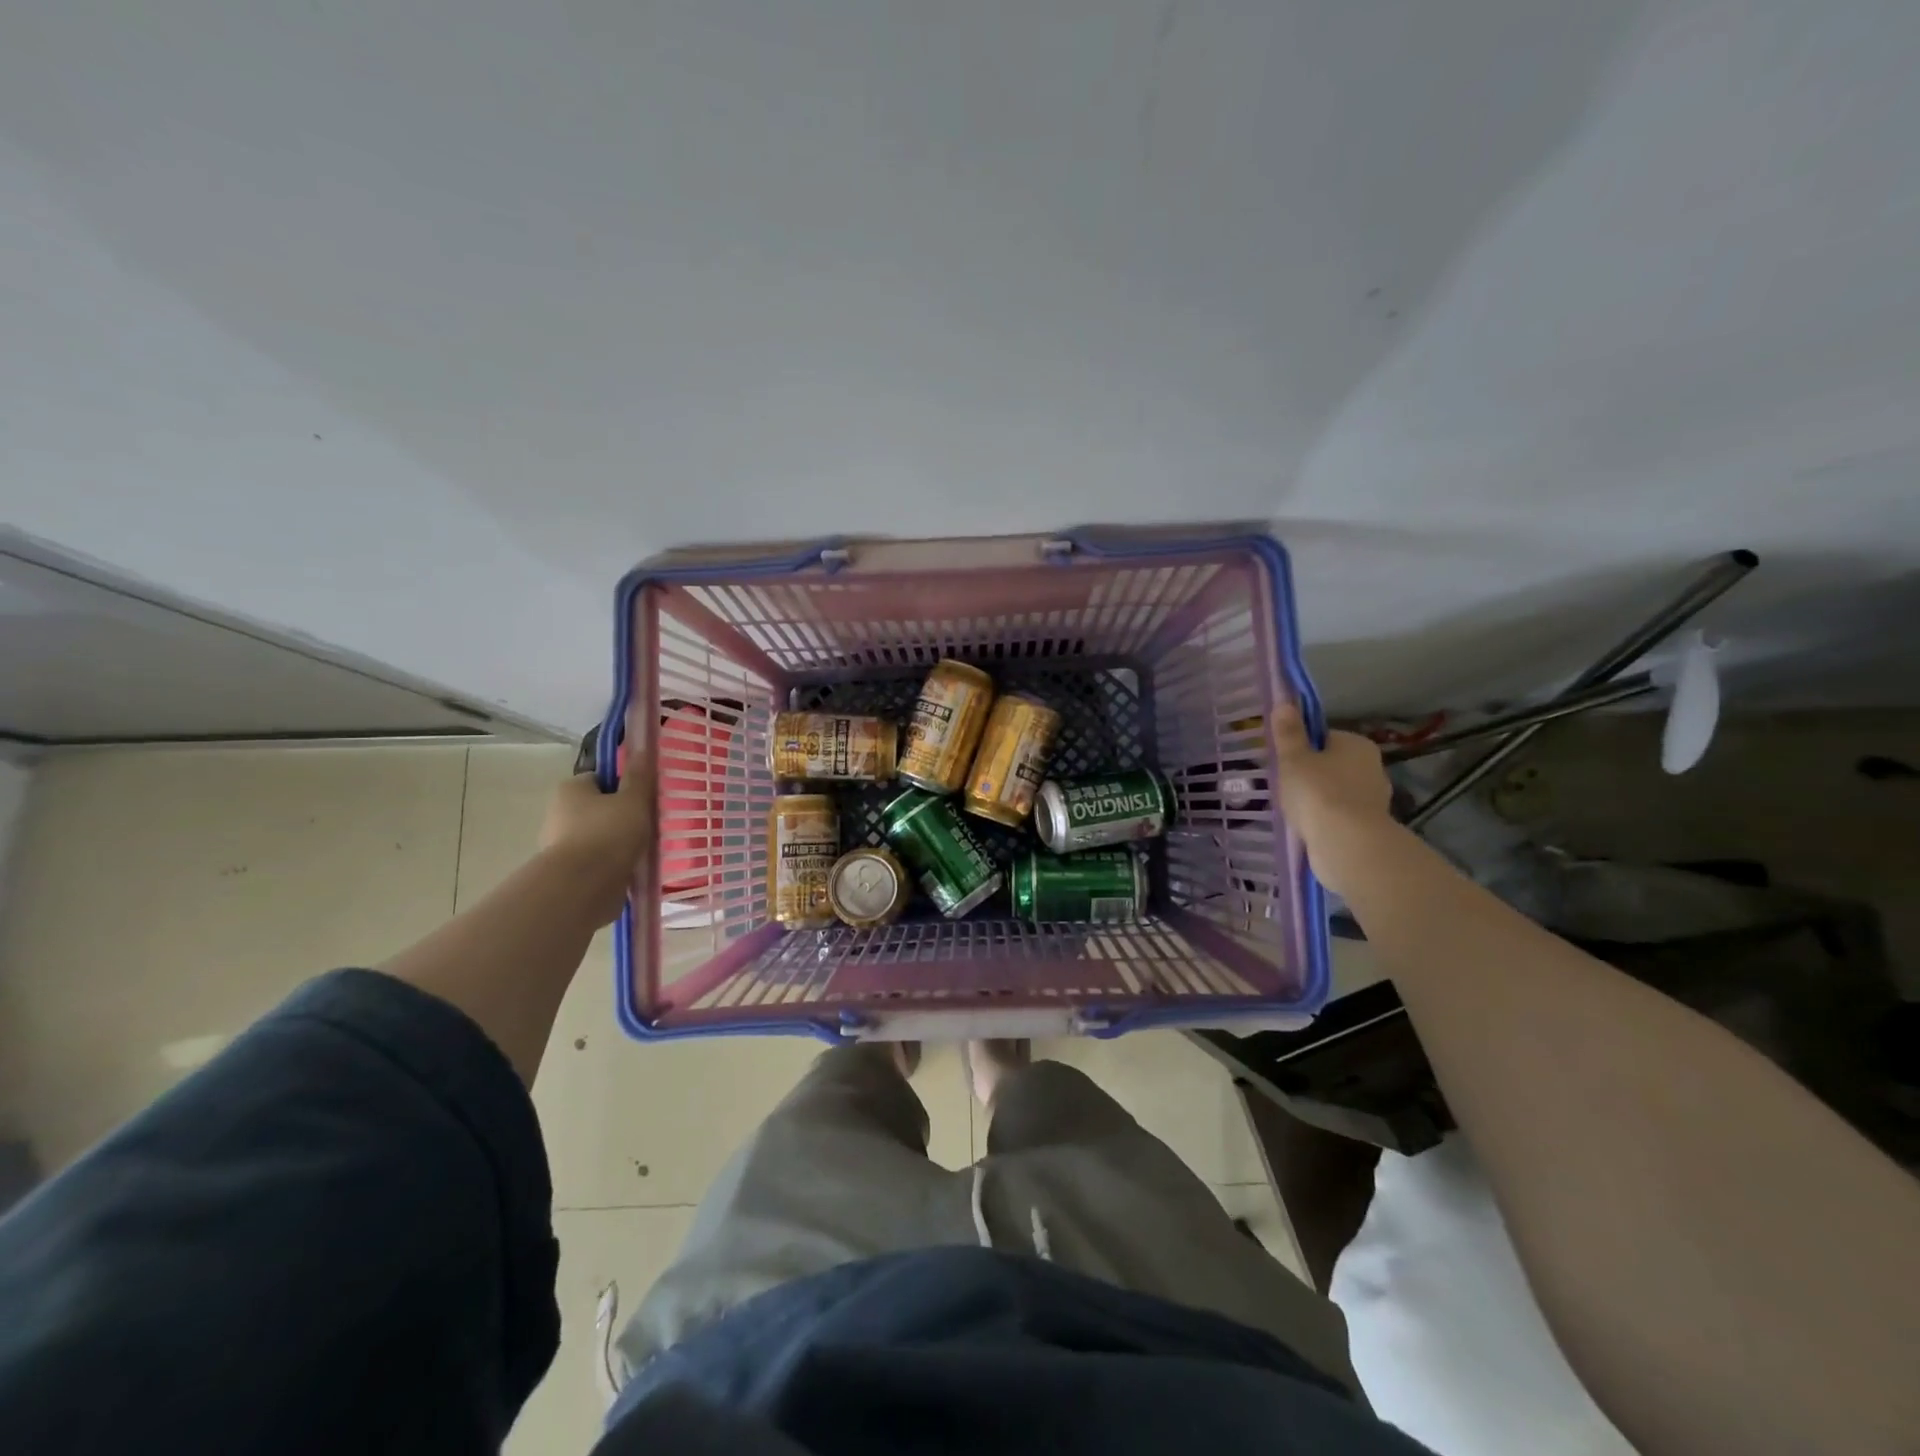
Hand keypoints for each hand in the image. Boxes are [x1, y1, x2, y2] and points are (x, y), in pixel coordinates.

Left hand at [540, 757, 652, 923]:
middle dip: (621, 816)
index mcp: (571, 790)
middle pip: (598, 808)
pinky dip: (612, 865)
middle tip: (649, 823)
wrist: (583, 887)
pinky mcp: (568, 874)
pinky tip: (632, 870)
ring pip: (598, 837)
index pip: (599, 779)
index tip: (643, 798)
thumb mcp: (634, 799)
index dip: (623, 785)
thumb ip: (639, 776)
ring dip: (617, 843)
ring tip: (644, 850)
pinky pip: (596, 863)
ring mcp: (560, 846)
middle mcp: (558, 814)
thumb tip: (642, 747)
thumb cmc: (609, 833)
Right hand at [1271, 703, 1395, 897]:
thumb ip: (1289, 733)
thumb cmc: (1318, 792)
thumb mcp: (1293, 759)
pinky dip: (1326, 820)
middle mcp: (1372, 767)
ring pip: (1337, 792)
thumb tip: (1285, 703)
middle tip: (1285, 787)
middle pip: (1333, 765)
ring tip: (1294, 811)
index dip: (1303, 748)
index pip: (1325, 738)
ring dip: (1319, 800)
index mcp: (1357, 744)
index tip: (1285, 762)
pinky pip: (1341, 816)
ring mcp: (1374, 799)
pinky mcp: (1370, 827)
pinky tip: (1308, 828)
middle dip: (1312, 775)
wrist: (1347, 844)